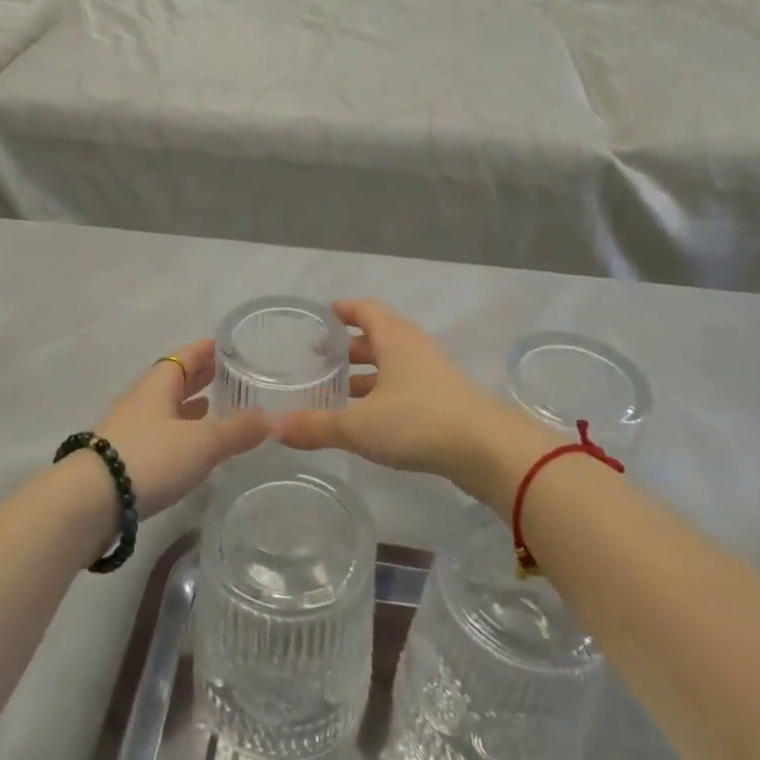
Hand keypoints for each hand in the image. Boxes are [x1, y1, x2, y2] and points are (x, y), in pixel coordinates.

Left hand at [92, 338, 267, 517]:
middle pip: (173, 381)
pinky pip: (159, 435)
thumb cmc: (149, 458)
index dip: (205, 350)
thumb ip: (238, 430)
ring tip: (215, 407)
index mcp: (158, 385)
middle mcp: (142, 401)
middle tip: (227, 374)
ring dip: (189, 407)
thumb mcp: (202, 443)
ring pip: (166, 409)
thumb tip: (273, 418)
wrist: (89, 503)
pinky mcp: (124, 460)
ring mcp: (130, 430)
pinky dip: (180, 433)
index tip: (225, 345)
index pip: (184, 356)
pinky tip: (192, 446)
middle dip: (199, 377)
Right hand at [276, 300, 548, 503]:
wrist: (487, 450)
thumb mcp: (359, 425)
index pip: (365, 308)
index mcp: (394, 338)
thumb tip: (272, 427)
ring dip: (364, 375)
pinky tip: (365, 420)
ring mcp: (431, 375)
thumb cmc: (418, 422)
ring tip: (334, 392)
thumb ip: (315, 426)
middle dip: (347, 347)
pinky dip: (381, 395)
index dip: (342, 309)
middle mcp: (413, 348)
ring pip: (390, 365)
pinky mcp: (443, 401)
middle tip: (316, 360)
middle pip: (376, 337)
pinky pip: (403, 388)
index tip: (319, 317)